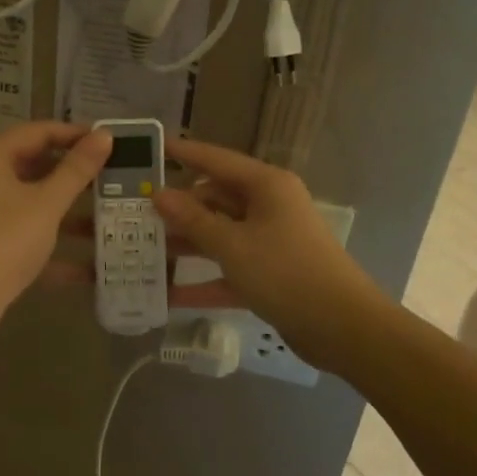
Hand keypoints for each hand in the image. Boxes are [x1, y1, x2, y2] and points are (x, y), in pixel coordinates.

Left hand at [0, 121, 111, 334]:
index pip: (38, 132)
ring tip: (112, 216)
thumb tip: (104, 135)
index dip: (75, 134)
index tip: (110, 141)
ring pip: (35, 203)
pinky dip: (56, 246)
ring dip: (71, 212)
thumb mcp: (46, 203)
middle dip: (76, 175)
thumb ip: (77, 169)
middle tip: (114, 176)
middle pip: (37, 166)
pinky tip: (93, 266)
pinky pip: (29, 235)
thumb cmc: (5, 240)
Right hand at [152, 138, 378, 342]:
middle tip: (133, 212)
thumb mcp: (232, 245)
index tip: (150, 148)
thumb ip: (193, 220)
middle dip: (176, 209)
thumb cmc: (286, 272)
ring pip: (218, 234)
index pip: (215, 159)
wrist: (343, 328)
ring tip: (141, 250)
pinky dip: (204, 280)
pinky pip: (228, 269)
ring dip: (186, 244)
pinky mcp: (269, 273)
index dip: (182, 153)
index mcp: (265, 186)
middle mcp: (268, 206)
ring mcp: (269, 240)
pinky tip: (168, 296)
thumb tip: (160, 194)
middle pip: (214, 199)